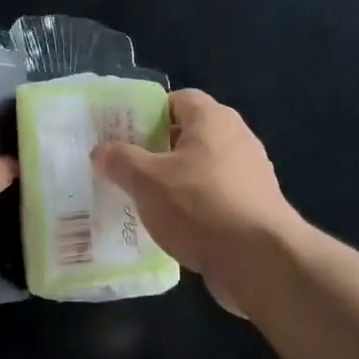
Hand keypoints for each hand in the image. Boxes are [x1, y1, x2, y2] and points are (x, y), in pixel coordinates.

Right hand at [91, 89, 300, 309]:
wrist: (258, 259)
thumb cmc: (199, 206)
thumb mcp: (146, 180)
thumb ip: (120, 160)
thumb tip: (100, 151)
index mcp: (213, 119)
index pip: (178, 99)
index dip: (149, 112)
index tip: (124, 134)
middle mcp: (237, 138)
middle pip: (190, 134)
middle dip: (158, 149)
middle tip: (126, 167)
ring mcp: (250, 174)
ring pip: (202, 168)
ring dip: (175, 181)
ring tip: (144, 199)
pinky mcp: (255, 207)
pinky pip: (215, 196)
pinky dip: (194, 206)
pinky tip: (173, 226)